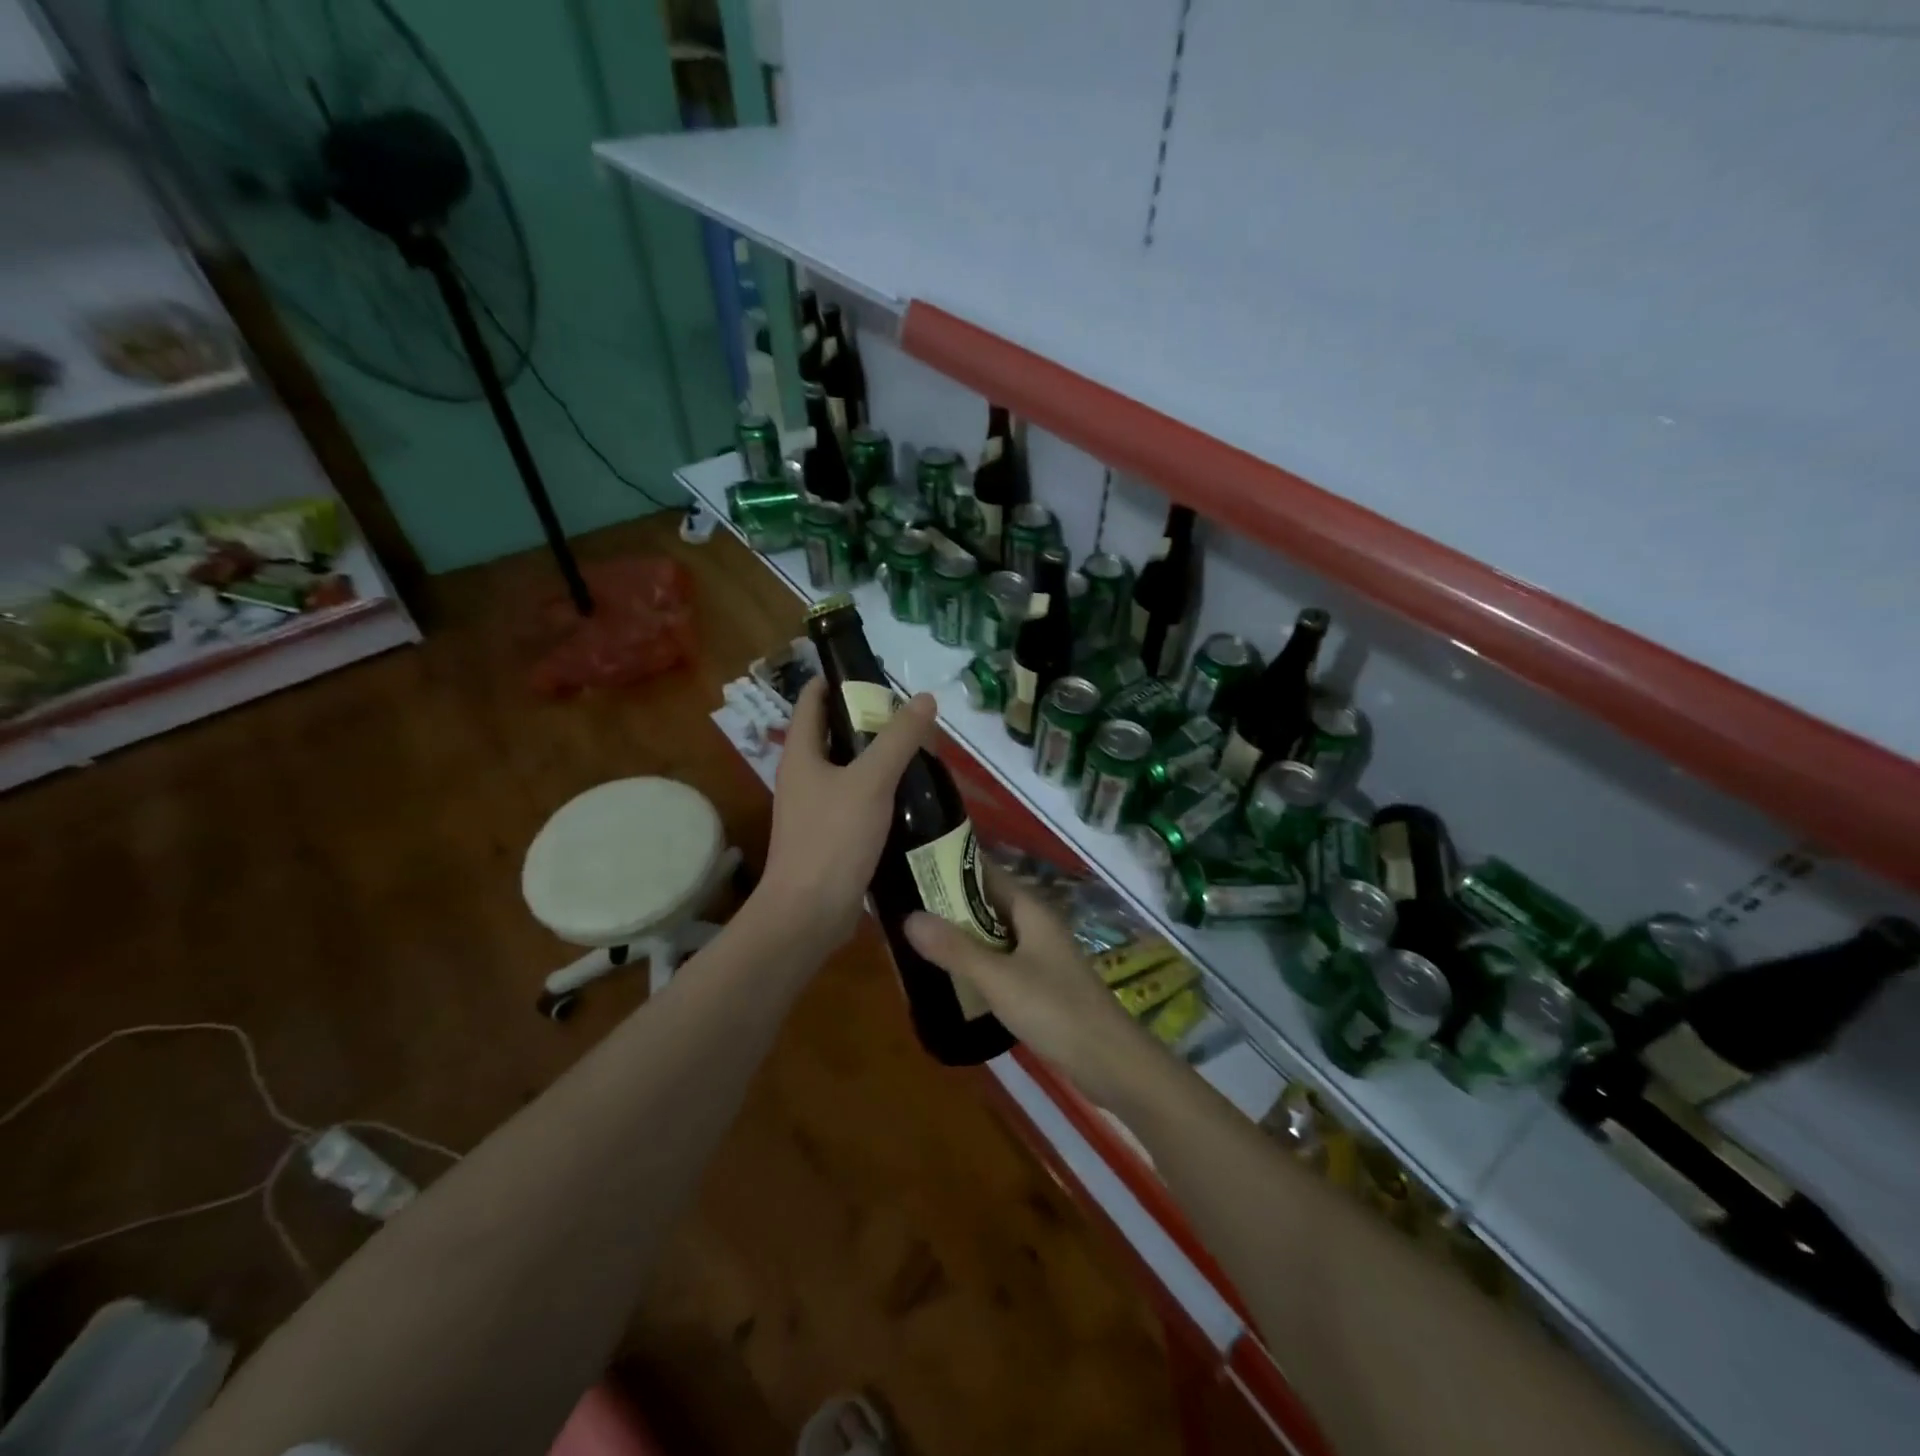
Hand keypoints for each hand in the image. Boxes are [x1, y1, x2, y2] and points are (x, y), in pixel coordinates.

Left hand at [752, 677, 937, 952]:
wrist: (809, 913)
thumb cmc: (833, 839)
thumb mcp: (871, 782)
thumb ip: (899, 739)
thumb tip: (924, 698)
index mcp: (801, 753)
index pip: (812, 699)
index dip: (838, 680)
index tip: (875, 675)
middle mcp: (803, 776)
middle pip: (834, 734)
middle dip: (869, 722)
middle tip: (911, 718)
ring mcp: (815, 809)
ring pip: (849, 771)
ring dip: (878, 760)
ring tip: (920, 754)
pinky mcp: (830, 837)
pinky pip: (857, 803)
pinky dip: (880, 794)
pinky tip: (911, 799)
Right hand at [905, 868, 1163, 1107]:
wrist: (1110, 1061)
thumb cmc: (1055, 1009)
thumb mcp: (998, 978)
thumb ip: (955, 949)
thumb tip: (908, 917)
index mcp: (1031, 910)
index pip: (987, 873)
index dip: (953, 868)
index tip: (914, 866)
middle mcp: (1036, 925)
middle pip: (988, 904)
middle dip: (951, 904)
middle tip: (904, 906)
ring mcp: (1041, 955)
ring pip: (994, 935)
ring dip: (962, 935)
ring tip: (918, 939)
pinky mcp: (1041, 984)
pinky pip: (1001, 961)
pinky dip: (977, 962)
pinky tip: (952, 976)